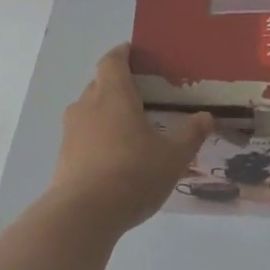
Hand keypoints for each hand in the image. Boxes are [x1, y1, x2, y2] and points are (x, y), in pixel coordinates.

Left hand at [50, 45, 212, 235]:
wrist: (84, 214)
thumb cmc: (133, 173)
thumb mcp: (173, 155)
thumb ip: (190, 133)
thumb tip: (205, 117)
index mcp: (113, 94)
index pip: (112, 61)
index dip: (123, 54)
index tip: (136, 54)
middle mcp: (87, 106)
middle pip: (100, 85)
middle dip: (119, 87)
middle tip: (145, 97)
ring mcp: (71, 132)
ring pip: (90, 112)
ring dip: (108, 115)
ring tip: (132, 130)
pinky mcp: (64, 158)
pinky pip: (84, 137)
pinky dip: (99, 139)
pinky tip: (117, 158)